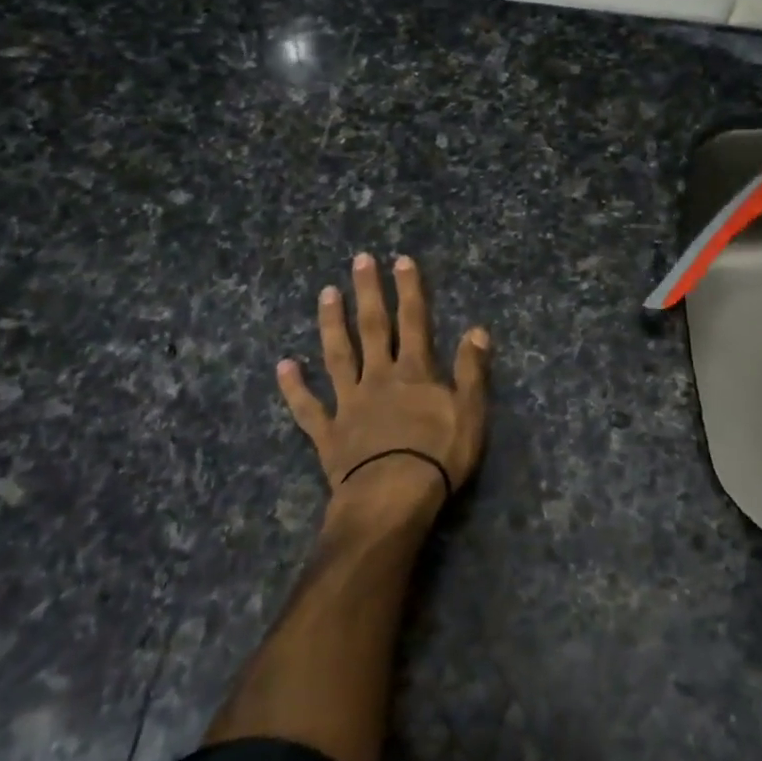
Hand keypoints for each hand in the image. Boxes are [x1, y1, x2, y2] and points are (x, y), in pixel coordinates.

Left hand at [277, 253, 489, 516]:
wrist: (391, 499)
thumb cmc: (437, 457)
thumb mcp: (470, 413)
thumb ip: (471, 370)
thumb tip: (477, 329)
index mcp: (414, 372)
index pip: (414, 321)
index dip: (409, 290)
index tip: (401, 260)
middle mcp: (378, 377)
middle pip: (373, 327)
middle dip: (369, 292)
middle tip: (360, 260)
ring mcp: (349, 403)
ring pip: (338, 355)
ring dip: (332, 323)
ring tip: (326, 293)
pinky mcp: (328, 432)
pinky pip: (308, 407)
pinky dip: (294, 386)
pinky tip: (284, 365)